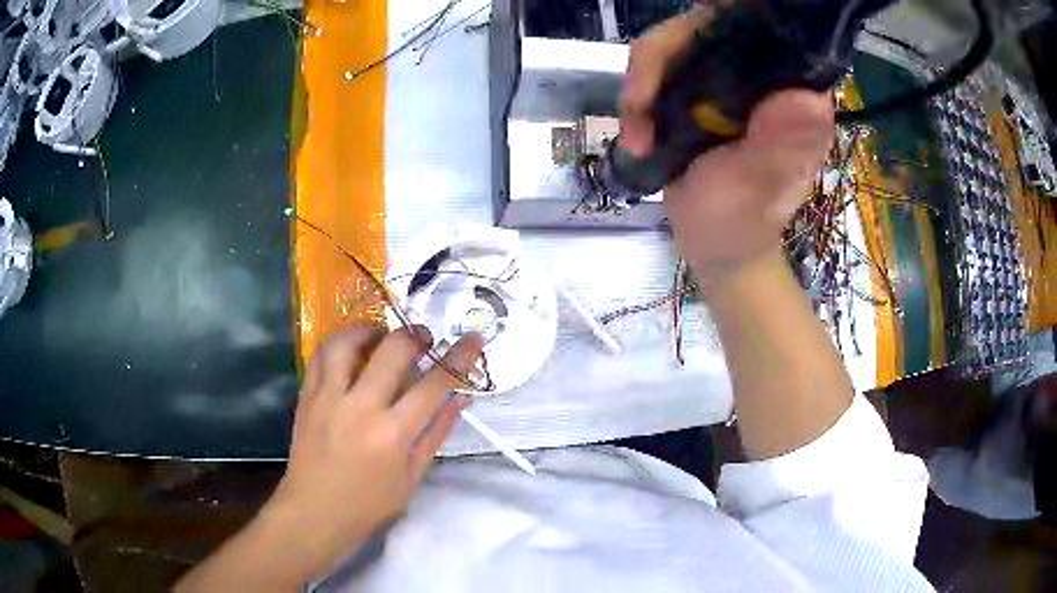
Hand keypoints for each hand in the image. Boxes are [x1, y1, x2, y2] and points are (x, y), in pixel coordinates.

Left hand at [260, 324, 482, 580]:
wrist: (315, 512)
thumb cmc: (370, 503)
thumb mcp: (412, 476)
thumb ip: (437, 432)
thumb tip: (461, 398)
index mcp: (393, 433)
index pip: (434, 384)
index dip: (459, 358)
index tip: (473, 339)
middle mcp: (360, 407)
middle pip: (392, 350)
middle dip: (415, 336)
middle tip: (424, 339)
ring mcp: (328, 398)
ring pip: (347, 342)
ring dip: (370, 330)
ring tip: (381, 336)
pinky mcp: (307, 396)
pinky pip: (321, 356)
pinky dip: (340, 344)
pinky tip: (351, 351)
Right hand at [619, 6, 834, 280]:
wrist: (713, 244)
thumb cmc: (741, 223)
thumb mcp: (759, 190)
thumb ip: (779, 147)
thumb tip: (805, 97)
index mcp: (796, 93)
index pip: (763, 28)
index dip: (721, 23)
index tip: (683, 50)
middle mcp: (765, 76)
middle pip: (706, 26)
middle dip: (662, 58)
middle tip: (640, 106)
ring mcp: (729, 78)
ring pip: (675, 43)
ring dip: (643, 84)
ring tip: (638, 135)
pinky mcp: (700, 88)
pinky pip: (658, 67)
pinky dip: (639, 96)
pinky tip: (638, 133)